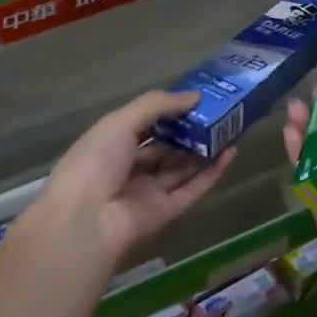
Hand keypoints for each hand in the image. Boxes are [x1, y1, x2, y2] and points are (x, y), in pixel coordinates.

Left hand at [35, 91, 233, 272]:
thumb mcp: (120, 122)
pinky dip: (211, 173)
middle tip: (218, 112)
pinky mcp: (166, 212)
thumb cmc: (95, 162)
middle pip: (164, 148)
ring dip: (203, 150)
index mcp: (110, 145)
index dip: (166, 112)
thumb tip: (194, 96)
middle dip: (188, 132)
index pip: (142, 125)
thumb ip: (157, 105)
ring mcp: (148, 192)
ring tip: (230, 128)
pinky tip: (230, 153)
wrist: (86, 220)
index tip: (194, 98)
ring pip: (181, 169)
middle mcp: (129, 169)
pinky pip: (192, 190)